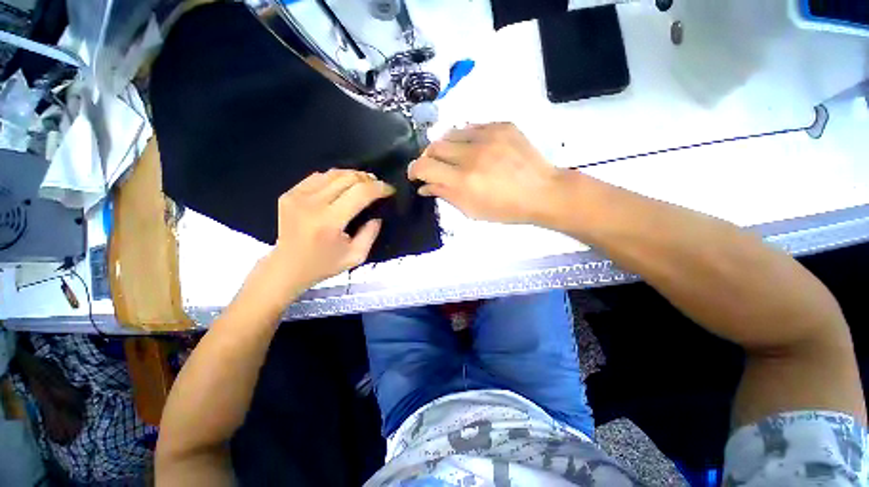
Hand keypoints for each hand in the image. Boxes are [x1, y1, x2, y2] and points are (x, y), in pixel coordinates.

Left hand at [251, 169, 394, 309]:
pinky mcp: (289, 193)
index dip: (379, 188)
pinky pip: (318, 176)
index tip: (389, 190)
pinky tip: (341, 188)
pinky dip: (335, 178)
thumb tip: (377, 215)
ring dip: (353, 176)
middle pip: (348, 178)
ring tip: (363, 185)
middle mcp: (312, 203)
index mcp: (329, 221)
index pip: (361, 192)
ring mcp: (297, 196)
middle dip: (368, 179)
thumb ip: (370, 235)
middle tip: (378, 187)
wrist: (286, 267)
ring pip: (333, 173)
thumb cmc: (323, 265)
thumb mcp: (356, 257)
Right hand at [408, 122, 565, 224]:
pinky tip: (474, 149)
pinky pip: (472, 127)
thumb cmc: (506, 209)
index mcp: (463, 180)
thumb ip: (445, 195)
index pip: (424, 166)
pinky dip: (466, 138)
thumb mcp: (472, 211)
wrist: (542, 192)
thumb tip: (424, 186)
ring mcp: (488, 136)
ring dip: (447, 147)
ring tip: (455, 158)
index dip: (414, 170)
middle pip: (434, 146)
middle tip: (436, 167)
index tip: (415, 174)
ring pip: (451, 133)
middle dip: (429, 158)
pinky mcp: (501, 126)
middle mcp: (472, 154)